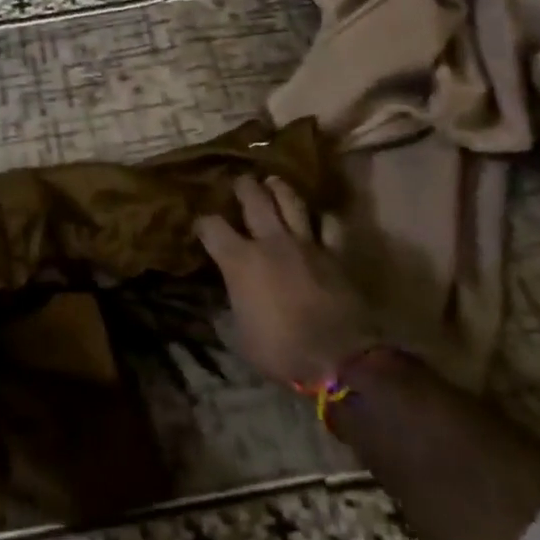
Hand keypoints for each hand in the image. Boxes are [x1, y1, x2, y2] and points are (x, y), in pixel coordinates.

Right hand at [195, 176, 375, 387]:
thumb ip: (232, 306)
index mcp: (240, 260)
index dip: (203, 224)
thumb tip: (224, 300)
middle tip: (240, 182)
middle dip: (243, 187)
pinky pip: (330, 225)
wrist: (338, 358)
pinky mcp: (335, 254)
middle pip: (254, 199)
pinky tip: (319, 218)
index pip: (212, 227)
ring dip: (280, 189)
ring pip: (291, 201)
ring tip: (273, 182)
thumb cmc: (281, 350)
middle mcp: (271, 241)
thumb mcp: (241, 335)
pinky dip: (323, 219)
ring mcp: (305, 243)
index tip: (201, 226)